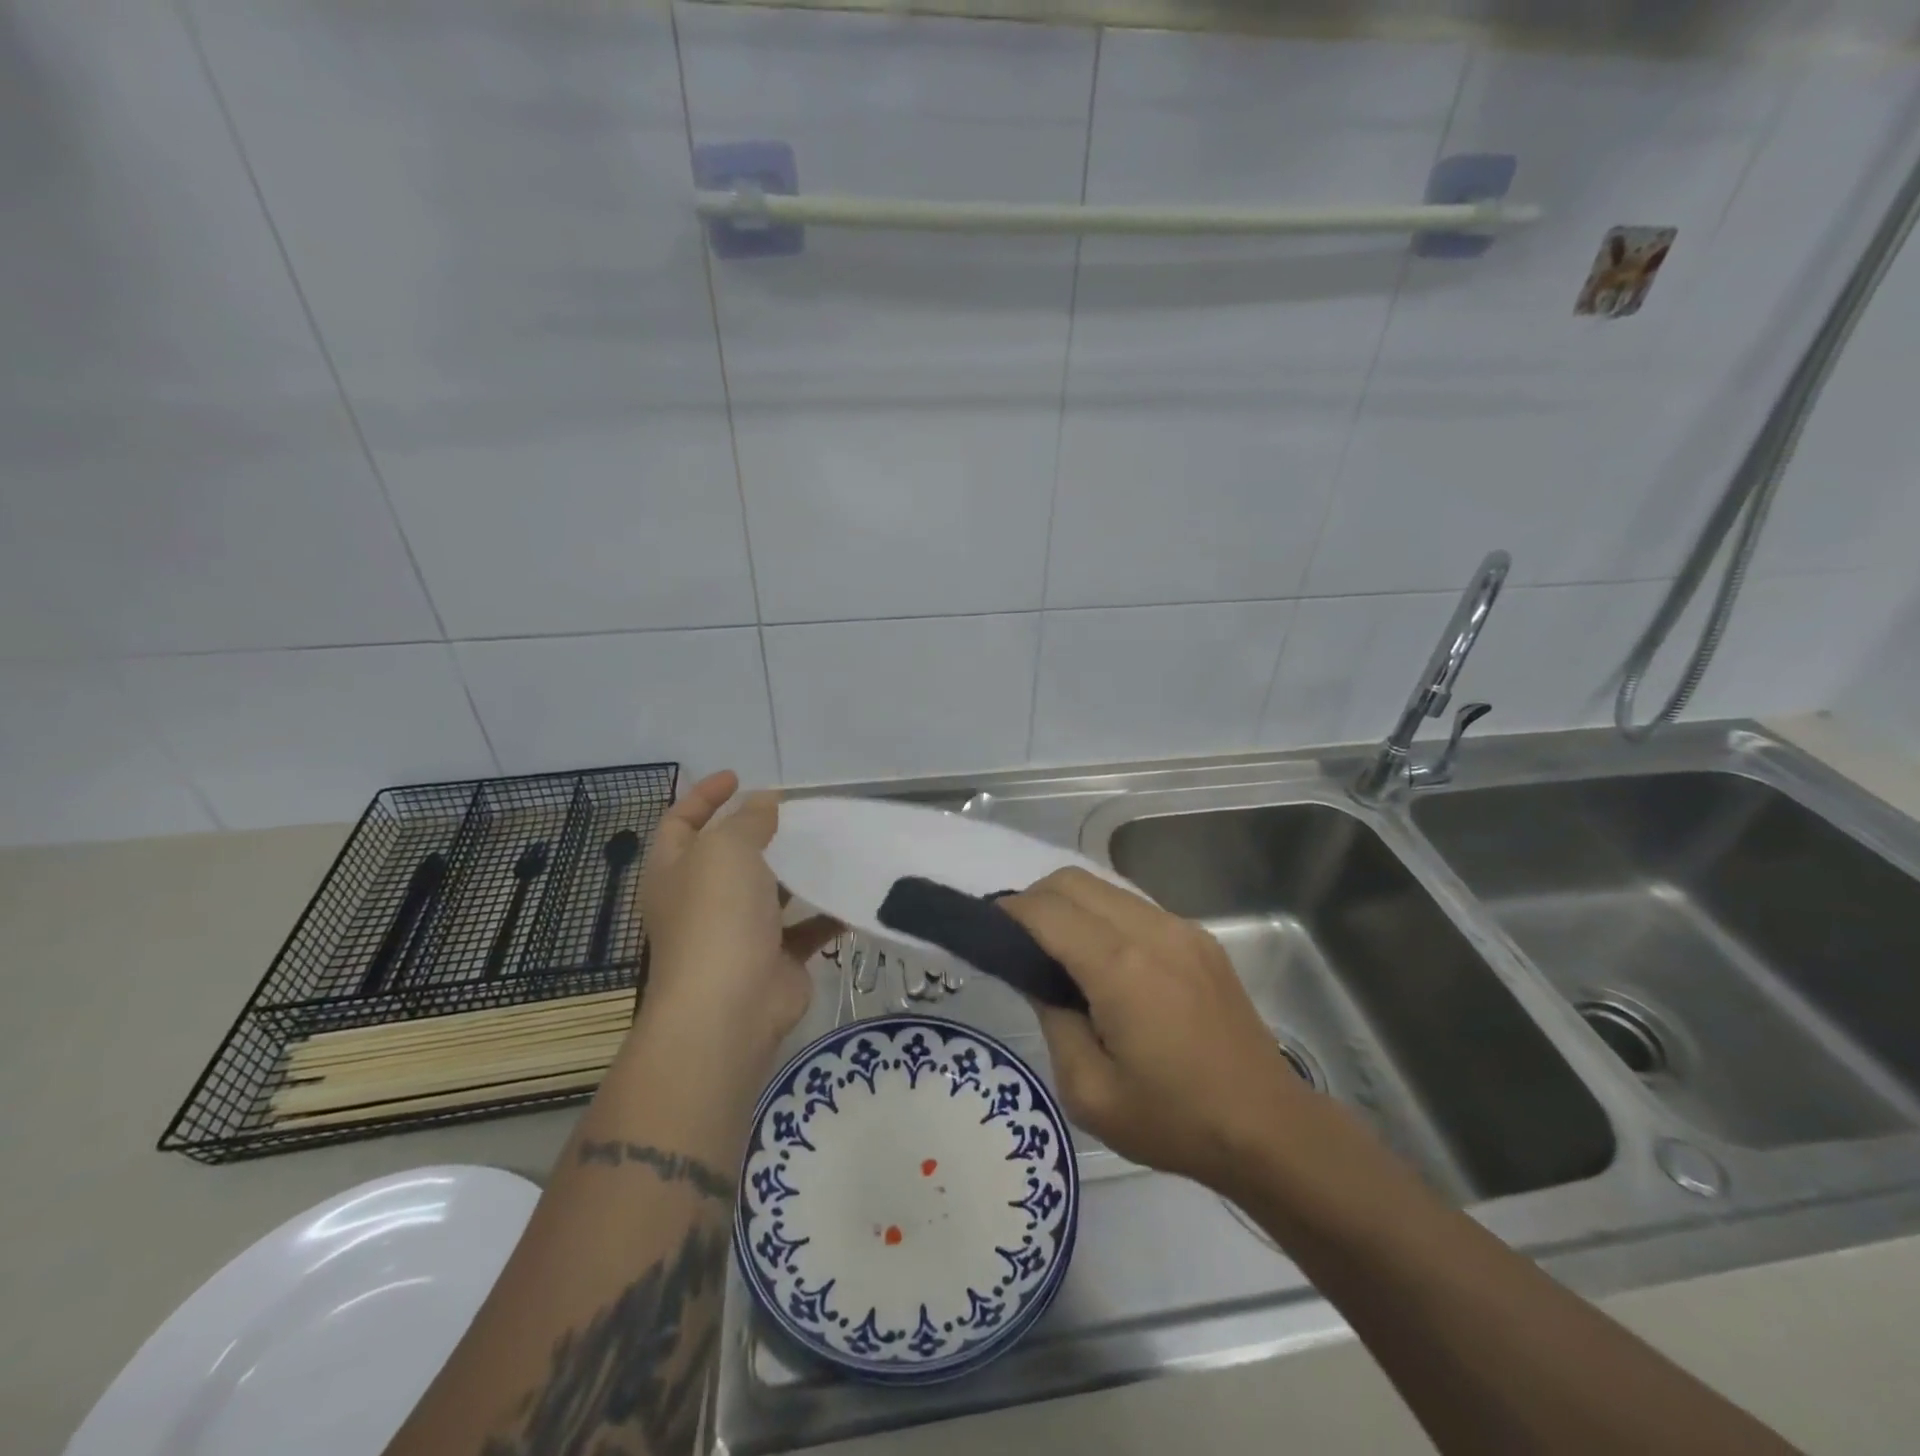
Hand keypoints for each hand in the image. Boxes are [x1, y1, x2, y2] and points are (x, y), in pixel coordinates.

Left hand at [635, 771, 839, 1061]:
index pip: (681, 822)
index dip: (704, 796)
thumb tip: (763, 802)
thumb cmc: (717, 916)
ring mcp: (737, 933)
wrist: (730, 1007)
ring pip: (769, 893)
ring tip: (831, 844)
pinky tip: (851, 893)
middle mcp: (701, 900)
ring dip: (796, 871)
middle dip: (759, 832)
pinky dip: (826, 913)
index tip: (738, 776)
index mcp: (675, 871)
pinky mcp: (774, 960)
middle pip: (728, 856)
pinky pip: (803, 929)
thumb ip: (748, 820)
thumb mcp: (728, 849)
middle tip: (797, 811)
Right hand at [1000, 867, 1314, 1191]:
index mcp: (1121, 969)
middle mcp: (1152, 931)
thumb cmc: (1173, 1120)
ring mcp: (1181, 929)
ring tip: (1055, 948)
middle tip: (1016, 941)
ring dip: (1069, 904)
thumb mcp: (1089, 1092)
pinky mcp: (1200, 938)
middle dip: (1034, 899)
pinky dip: (1102, 915)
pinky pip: (1134, 906)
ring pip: (1105, 886)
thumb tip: (1038, 977)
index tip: (985, 928)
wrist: (1268, 1129)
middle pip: (1073, 881)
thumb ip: (1053, 1020)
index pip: (1047, 912)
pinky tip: (1102, 959)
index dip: (1008, 912)